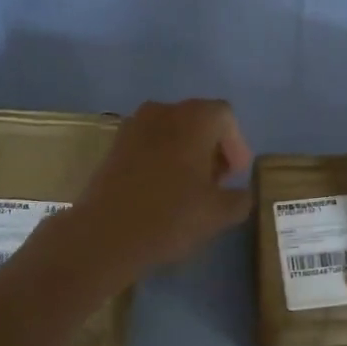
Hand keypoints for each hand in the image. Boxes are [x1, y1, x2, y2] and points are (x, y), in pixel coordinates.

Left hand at [66, 99, 252, 279]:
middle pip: (198, 120)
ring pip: (172, 131)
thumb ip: (240, 198)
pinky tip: (163, 190)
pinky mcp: (114, 145)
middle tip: (217, 182)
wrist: (105, 234)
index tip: (235, 176)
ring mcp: (134, 126)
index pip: (225, 117)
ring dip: (187, 153)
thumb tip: (241, 193)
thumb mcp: (218, 214)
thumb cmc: (170, 217)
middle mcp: (163, 111)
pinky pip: (149, 143)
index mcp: (194, 118)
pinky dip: (162, 158)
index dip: (236, 145)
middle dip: (212, 148)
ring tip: (190, 188)